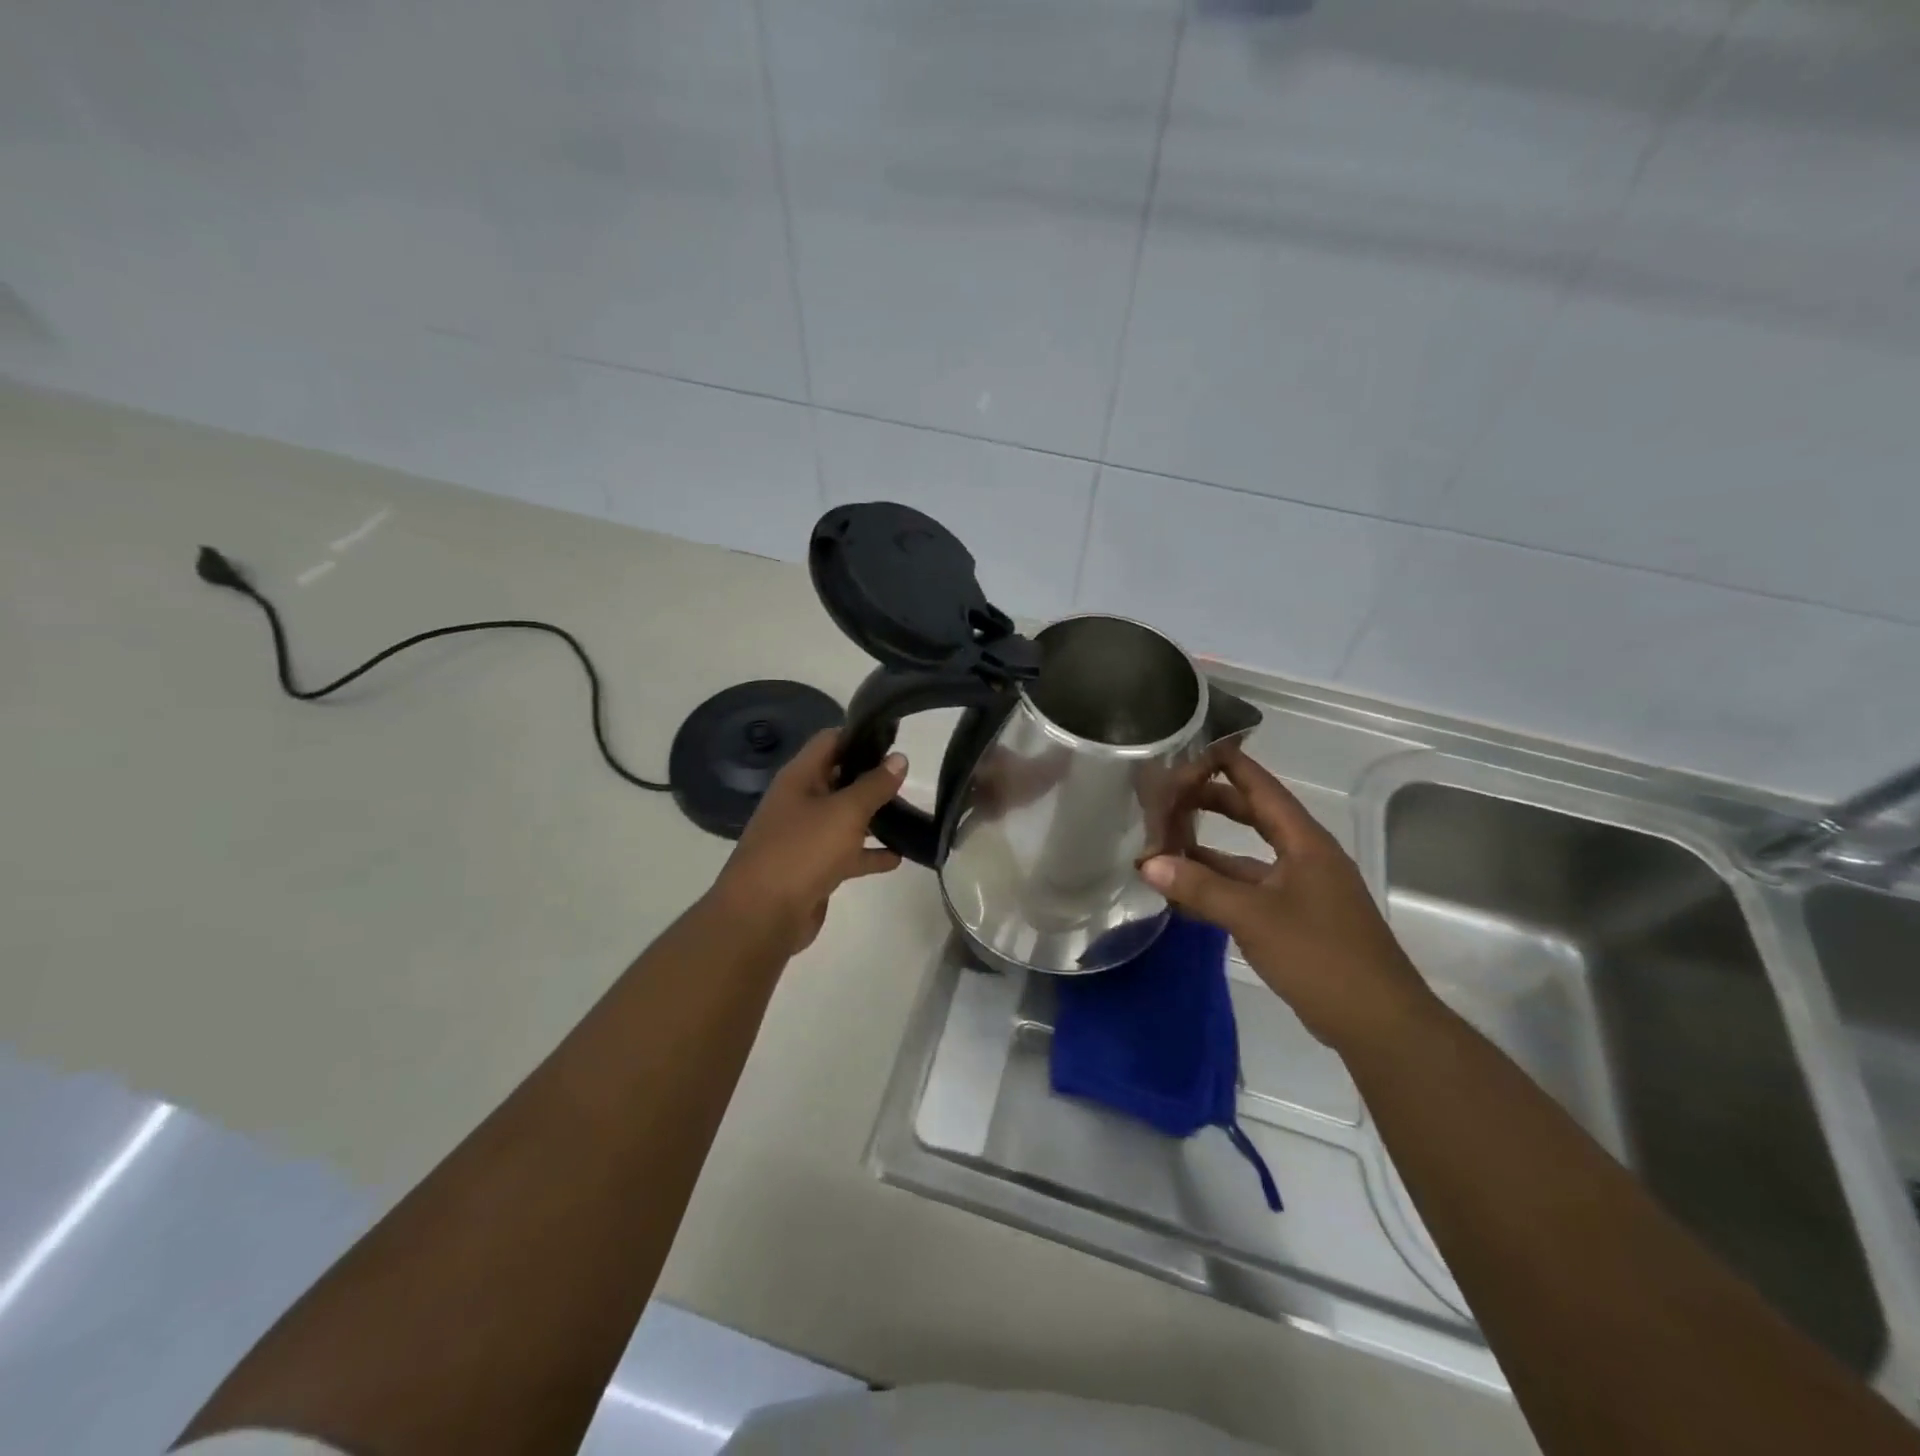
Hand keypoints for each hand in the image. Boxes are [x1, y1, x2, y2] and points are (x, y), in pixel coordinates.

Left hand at [709, 730, 905, 955]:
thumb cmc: (802, 851)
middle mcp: (800, 802)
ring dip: (874, 817)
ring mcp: (805, 837)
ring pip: (845, 819)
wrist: (763, 915)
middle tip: (910, 777)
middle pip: (839, 779)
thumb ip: (874, 785)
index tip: (895, 737)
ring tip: (911, 814)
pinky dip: (870, 854)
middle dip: (871, 777)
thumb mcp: (845, 812)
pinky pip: (846, 854)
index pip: (830, 741)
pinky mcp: (813, 869)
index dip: (860, 735)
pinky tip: (899, 857)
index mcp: (799, 778)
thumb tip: (899, 758)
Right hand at [1141, 748, 1436, 1051]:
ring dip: (1208, 853)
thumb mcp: (1255, 917)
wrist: (1378, 1023)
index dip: (1230, 765)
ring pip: (1246, 858)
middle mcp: (1304, 858)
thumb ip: (1200, 888)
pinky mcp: (1294, 921)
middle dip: (1212, 804)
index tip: (1192, 749)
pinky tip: (1184, 894)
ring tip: (1163, 844)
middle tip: (1167, 795)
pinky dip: (1217, 888)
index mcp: (1304, 843)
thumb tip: (1148, 863)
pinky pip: (1248, 891)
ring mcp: (1300, 891)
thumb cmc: (1321, 956)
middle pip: (1253, 817)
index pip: (1262, 788)